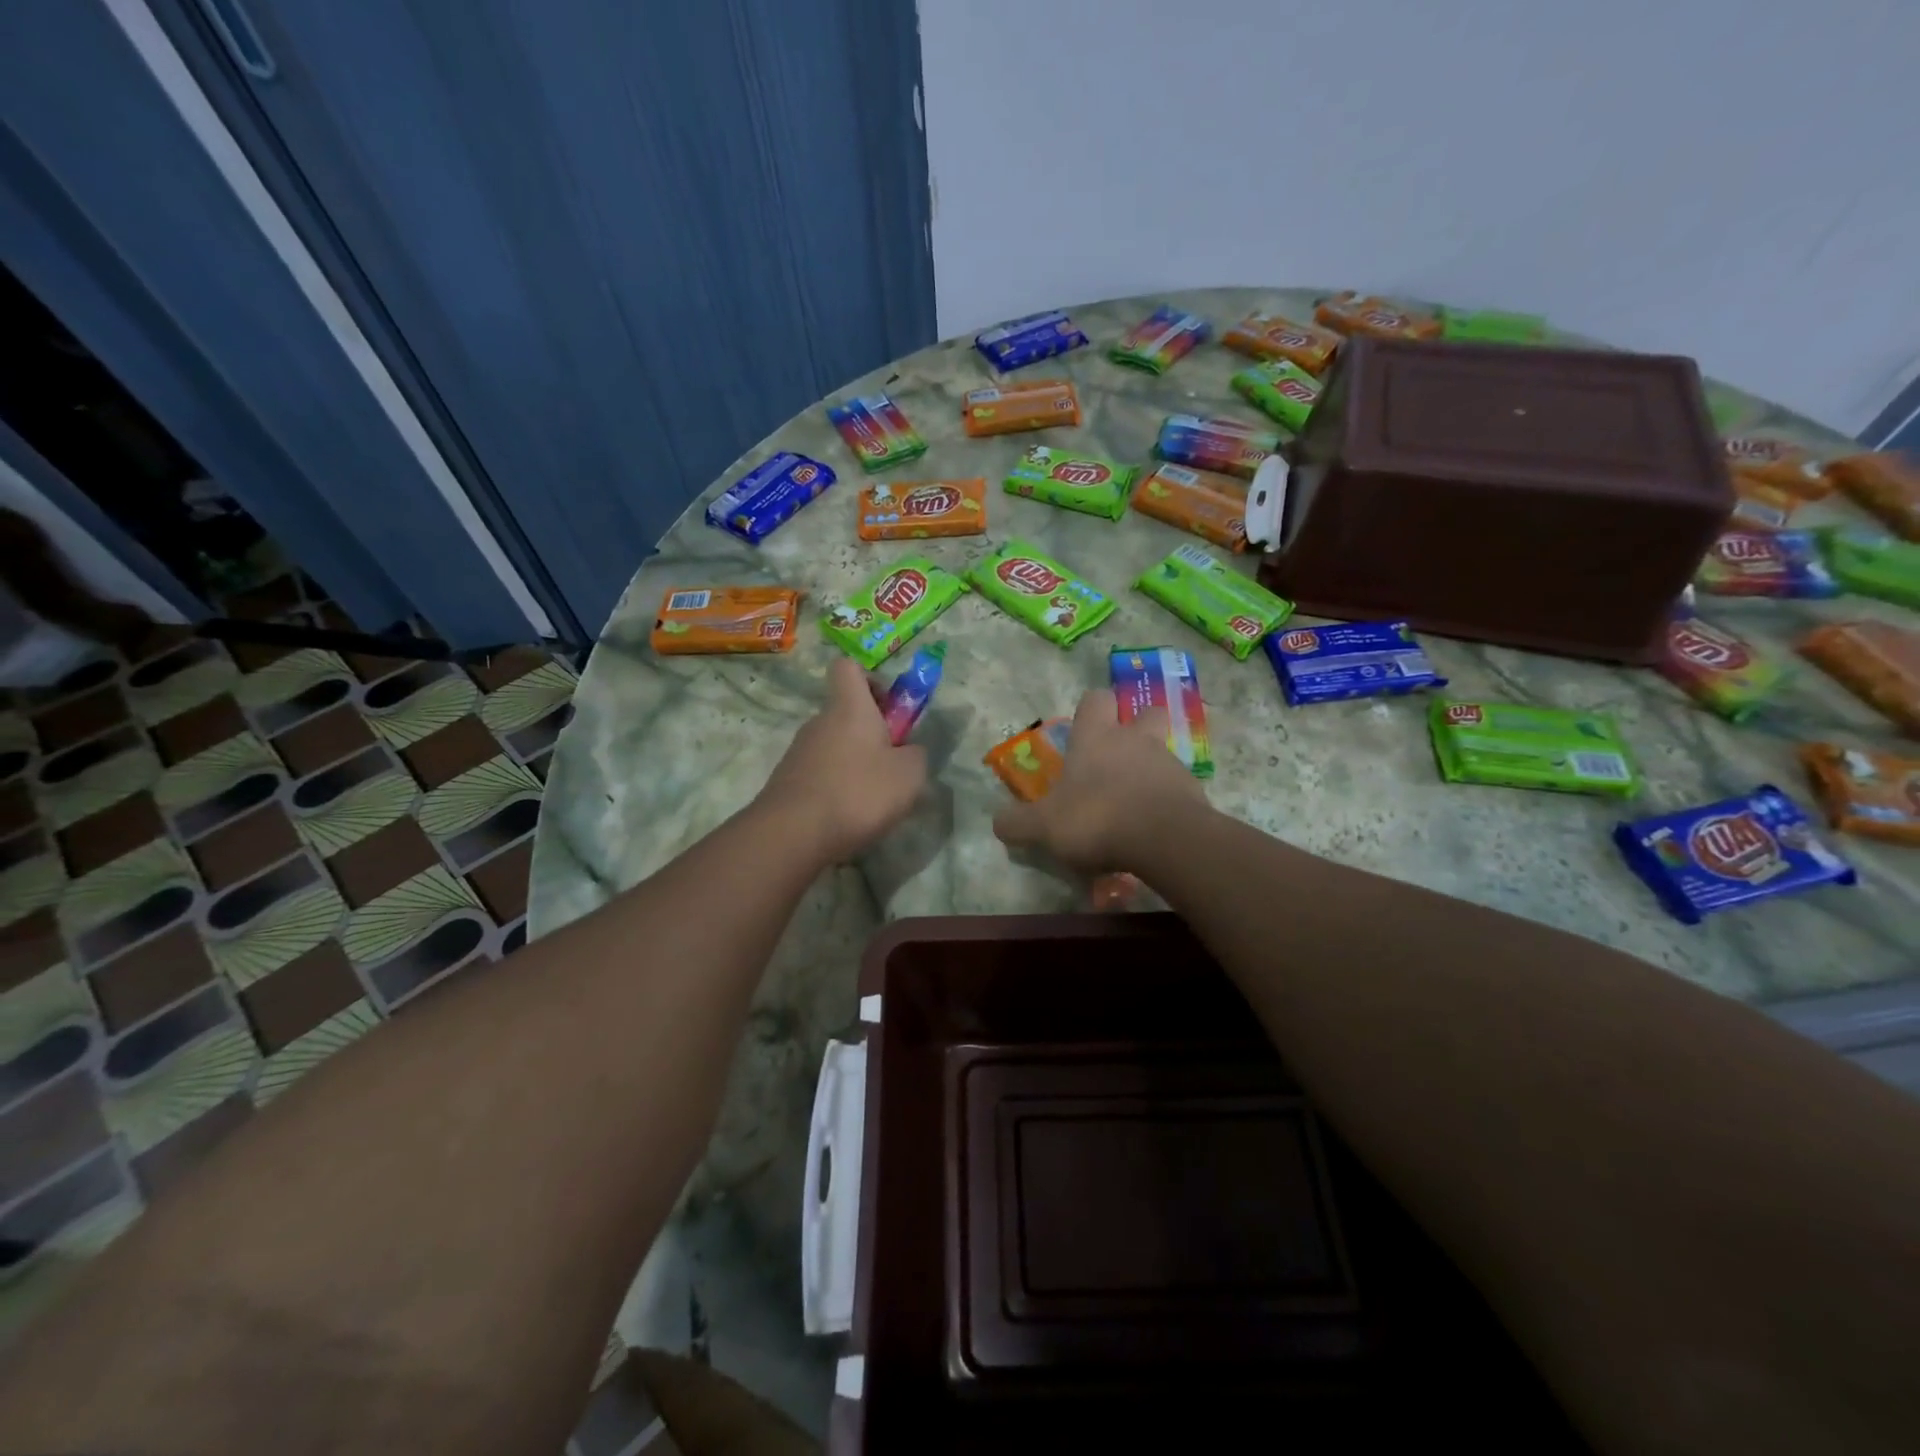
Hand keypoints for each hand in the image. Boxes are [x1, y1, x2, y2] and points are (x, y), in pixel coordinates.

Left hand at [758, 657, 927, 863]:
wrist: (793, 834)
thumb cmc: (858, 792)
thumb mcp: (909, 775)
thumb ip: (916, 755)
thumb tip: (909, 751)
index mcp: (849, 708)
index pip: (848, 667)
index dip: (870, 679)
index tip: (889, 707)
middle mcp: (819, 722)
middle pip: (845, 712)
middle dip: (872, 732)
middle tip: (894, 764)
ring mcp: (799, 752)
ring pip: (835, 745)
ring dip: (856, 763)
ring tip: (874, 799)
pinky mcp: (788, 781)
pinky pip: (821, 773)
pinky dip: (838, 787)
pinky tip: (849, 815)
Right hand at [993, 689, 1208, 873]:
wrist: (1164, 839)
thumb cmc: (1096, 818)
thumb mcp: (1043, 827)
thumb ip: (1017, 823)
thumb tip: (998, 823)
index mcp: (1096, 737)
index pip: (1095, 699)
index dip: (1091, 709)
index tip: (1084, 729)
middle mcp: (1134, 740)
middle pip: (1144, 714)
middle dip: (1136, 727)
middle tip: (1119, 757)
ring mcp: (1168, 763)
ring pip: (1162, 753)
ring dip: (1150, 770)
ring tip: (1134, 805)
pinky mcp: (1194, 791)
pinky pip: (1178, 788)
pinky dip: (1167, 801)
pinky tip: (1154, 828)